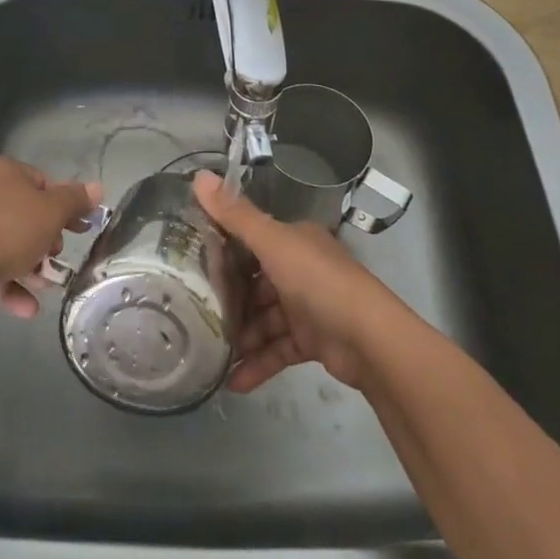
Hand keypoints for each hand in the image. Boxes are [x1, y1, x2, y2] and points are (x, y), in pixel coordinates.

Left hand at [0, 157, 101, 317]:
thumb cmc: (7, 231)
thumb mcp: (52, 213)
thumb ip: (76, 200)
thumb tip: (97, 188)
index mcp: (2, 171)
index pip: (42, 183)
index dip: (63, 207)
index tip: (77, 230)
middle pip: (23, 214)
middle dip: (45, 241)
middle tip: (56, 258)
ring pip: (4, 241)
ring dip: (28, 266)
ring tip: (43, 289)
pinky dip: (5, 282)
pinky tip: (23, 308)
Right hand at [192, 170, 404, 392]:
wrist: (369, 340)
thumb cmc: (318, 282)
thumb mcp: (273, 243)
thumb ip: (235, 216)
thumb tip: (198, 176)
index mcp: (295, 240)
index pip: (253, 240)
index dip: (224, 250)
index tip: (190, 264)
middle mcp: (301, 268)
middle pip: (256, 283)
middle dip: (229, 300)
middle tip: (194, 314)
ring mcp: (308, 306)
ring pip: (265, 319)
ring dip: (241, 336)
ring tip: (209, 353)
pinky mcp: (313, 340)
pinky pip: (278, 349)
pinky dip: (258, 363)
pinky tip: (234, 382)